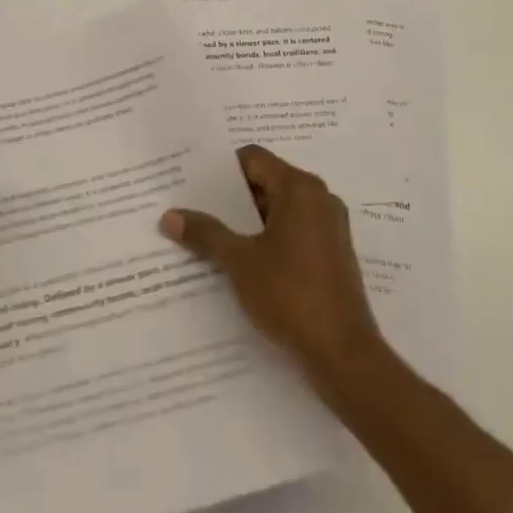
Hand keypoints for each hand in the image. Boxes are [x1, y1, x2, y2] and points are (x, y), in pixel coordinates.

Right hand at [160, 144, 384, 397]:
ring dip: (248, 221)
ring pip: (279, 210)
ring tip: (212, 237)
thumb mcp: (239, 262)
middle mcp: (319, 198)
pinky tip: (242, 262)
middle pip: (266, 182)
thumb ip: (205, 233)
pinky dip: (268, 239)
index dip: (221, 170)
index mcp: (299, 188)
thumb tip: (169, 216)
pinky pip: (293, 232)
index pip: (254, 159)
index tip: (193, 185)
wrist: (343, 354)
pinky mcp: (333, 254)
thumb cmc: (290, 294)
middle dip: (231, 198)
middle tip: (195, 209)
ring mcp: (329, 227)